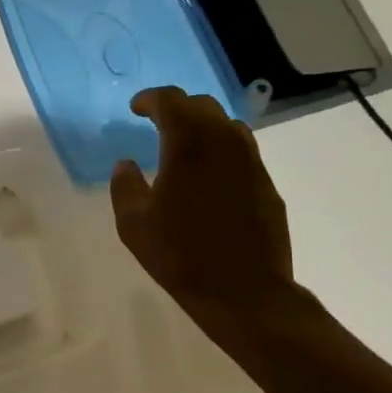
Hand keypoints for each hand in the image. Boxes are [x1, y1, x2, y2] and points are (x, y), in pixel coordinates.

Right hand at [109, 87, 296, 338]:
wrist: (245, 293)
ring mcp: (252, 164)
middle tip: (156, 121)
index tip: (135, 108)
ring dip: (203, 125)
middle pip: (203, 106)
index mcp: (189, 146)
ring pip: (228, 125)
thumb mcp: (133, 223)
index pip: (171, 101)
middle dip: (177, 107)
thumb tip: (126, 164)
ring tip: (184, 144)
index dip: (150, 99)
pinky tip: (208, 174)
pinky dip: (221, 149)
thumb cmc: (180, 255)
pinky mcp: (267, 186)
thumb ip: (124, 186)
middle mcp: (225, 144)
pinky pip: (242, 151)